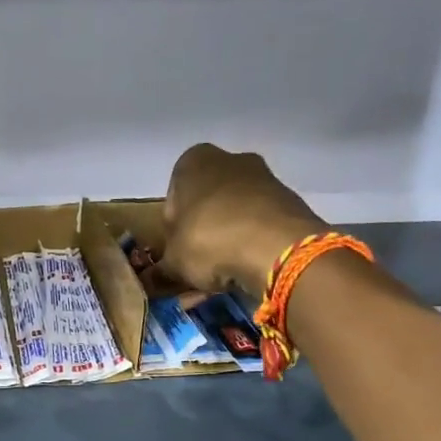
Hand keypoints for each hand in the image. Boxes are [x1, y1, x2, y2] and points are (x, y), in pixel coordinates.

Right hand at [154, 143, 325, 295]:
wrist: (278, 249)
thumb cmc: (209, 241)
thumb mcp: (173, 261)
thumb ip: (161, 268)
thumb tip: (150, 280)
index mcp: (192, 162)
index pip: (173, 197)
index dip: (172, 229)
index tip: (177, 252)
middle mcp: (229, 159)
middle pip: (207, 202)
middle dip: (203, 230)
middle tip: (200, 263)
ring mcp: (264, 177)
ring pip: (235, 213)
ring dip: (228, 239)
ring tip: (226, 273)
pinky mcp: (289, 200)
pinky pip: (260, 224)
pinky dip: (253, 243)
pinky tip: (249, 269)